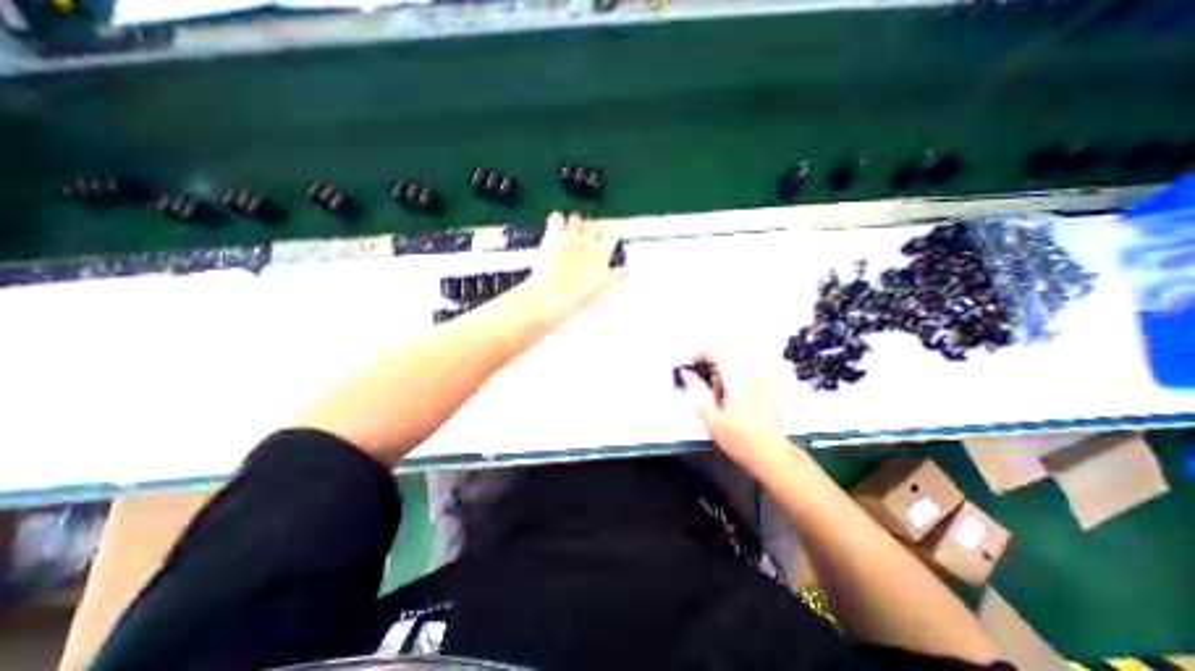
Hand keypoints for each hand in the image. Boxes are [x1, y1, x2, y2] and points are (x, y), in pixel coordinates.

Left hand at [524, 209, 628, 321]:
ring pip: (575, 218)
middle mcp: (588, 240)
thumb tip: (630, 271)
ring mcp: (570, 236)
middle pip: (593, 224)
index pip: (614, 232)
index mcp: (601, 253)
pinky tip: (554, 230)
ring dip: (573, 224)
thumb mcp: (599, 288)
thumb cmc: (576, 297)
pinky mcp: (553, 236)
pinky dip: (556, 220)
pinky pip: (556, 217)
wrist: (549, 297)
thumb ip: (615, 276)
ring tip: (568, 235)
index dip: (613, 232)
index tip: (612, 236)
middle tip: (583, 241)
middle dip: (589, 230)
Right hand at [681, 357, 792, 464]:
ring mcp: (763, 384)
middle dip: (712, 365)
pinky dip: (735, 380)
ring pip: (739, 368)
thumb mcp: (711, 416)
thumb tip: (687, 373)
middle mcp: (753, 376)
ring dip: (724, 374)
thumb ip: (697, 391)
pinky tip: (731, 400)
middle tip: (700, 379)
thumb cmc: (738, 438)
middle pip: (729, 359)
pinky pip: (748, 377)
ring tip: (716, 395)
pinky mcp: (769, 392)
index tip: (690, 360)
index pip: (718, 355)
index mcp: (738, 380)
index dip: (702, 354)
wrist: (772, 456)